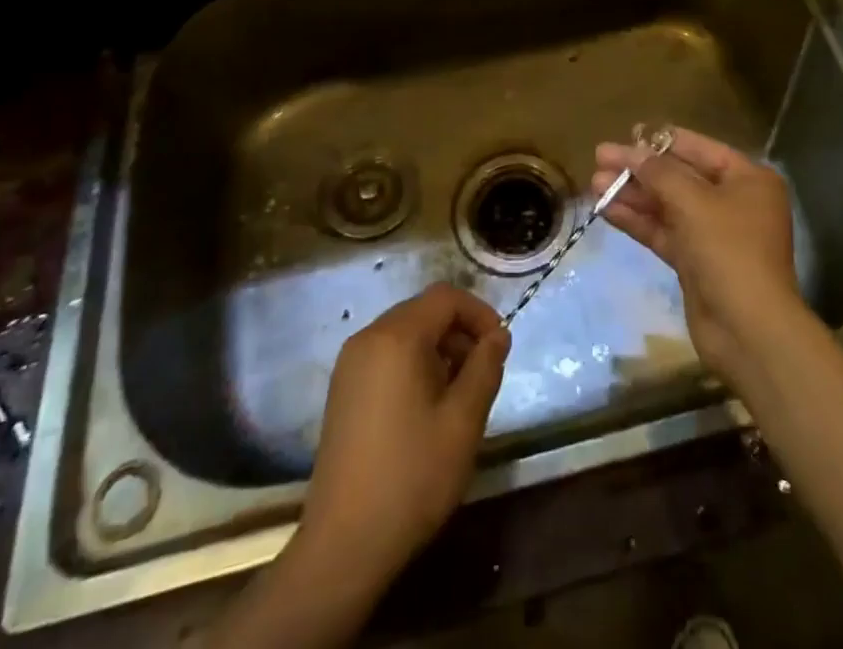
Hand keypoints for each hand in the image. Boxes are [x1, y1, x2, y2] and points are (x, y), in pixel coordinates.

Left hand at [295, 283, 509, 588]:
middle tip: (482, 373)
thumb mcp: (463, 421)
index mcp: (396, 337)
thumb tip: (498, 336)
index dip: (479, 313)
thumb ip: (485, 367)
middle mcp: (368, 337)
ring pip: (405, 333)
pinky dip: (413, 364)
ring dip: (438, 349)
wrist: (344, 544)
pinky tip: (426, 407)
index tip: (500, 347)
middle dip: (459, 332)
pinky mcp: (342, 390)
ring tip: (458, 394)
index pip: (446, 297)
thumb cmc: (412, 476)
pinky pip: (386, 355)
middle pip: (423, 311)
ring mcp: (350, 364)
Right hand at [592, 127, 802, 381]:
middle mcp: (734, 202)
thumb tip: (631, 151)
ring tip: (594, 182)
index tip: (627, 133)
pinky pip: (663, 232)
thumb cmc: (729, 250)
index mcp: (748, 179)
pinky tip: (606, 210)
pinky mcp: (696, 262)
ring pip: (667, 206)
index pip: (700, 149)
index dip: (662, 141)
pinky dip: (637, 221)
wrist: (748, 331)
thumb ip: (659, 172)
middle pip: (679, 177)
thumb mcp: (693, 202)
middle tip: (599, 157)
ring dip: (632, 194)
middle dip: (639, 170)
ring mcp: (714, 234)